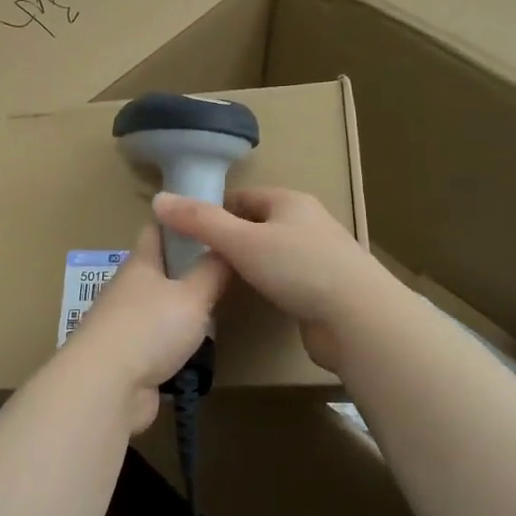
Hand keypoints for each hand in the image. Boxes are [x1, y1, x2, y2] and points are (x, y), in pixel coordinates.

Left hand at [60, 221, 231, 432]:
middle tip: (226, 272)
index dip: (181, 221)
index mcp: (140, 264)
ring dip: (183, 311)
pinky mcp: (127, 359)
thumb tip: (225, 245)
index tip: (210, 220)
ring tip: (218, 312)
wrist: (106, 387)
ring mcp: (124, 326)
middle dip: (188, 270)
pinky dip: (176, 345)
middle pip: (159, 271)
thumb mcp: (193, 295)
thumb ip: (212, 271)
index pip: (158, 230)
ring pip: (159, 308)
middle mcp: (128, 290)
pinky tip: (198, 350)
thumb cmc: (150, 328)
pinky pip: (157, 343)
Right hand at [151, 187, 388, 373]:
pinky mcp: (326, 288)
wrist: (358, 318)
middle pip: (258, 224)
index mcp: (290, 202)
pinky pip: (288, 279)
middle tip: (199, 262)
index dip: (214, 212)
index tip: (188, 234)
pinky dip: (269, 285)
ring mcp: (321, 256)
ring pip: (273, 253)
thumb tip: (158, 199)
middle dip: (231, 240)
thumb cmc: (298, 268)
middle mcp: (308, 222)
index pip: (243, 197)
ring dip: (250, 264)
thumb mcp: (241, 241)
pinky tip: (256, 300)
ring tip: (221, 282)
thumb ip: (199, 222)